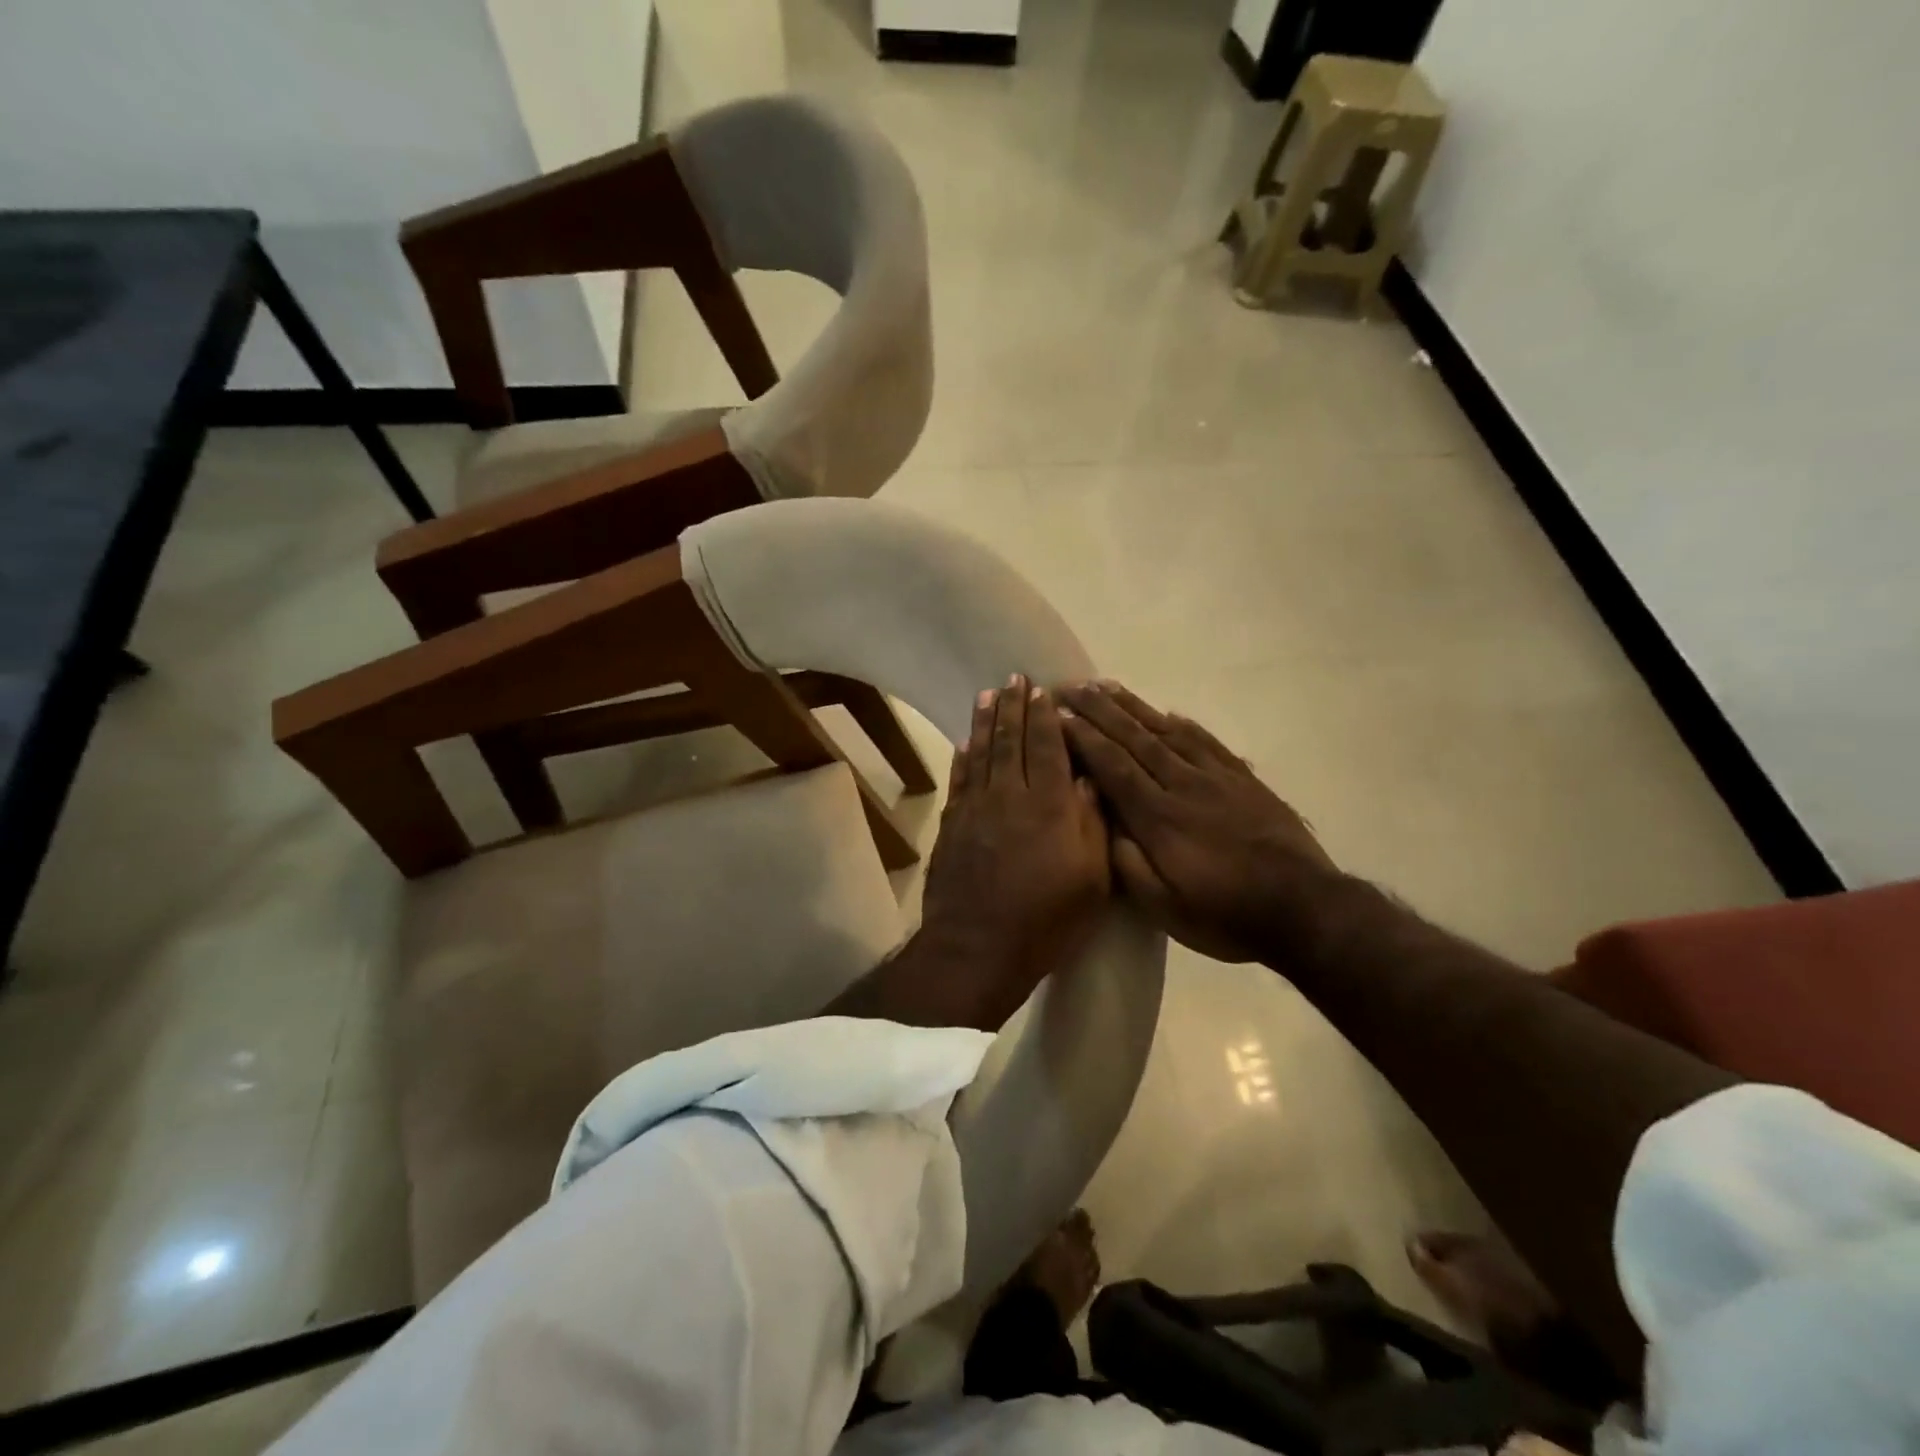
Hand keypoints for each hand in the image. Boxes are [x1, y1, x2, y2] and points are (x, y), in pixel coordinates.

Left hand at [913, 676, 1111, 1026]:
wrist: (978, 947)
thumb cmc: (1046, 919)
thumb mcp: (1091, 879)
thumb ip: (1092, 823)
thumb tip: (1089, 779)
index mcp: (1049, 805)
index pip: (1047, 747)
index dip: (1046, 717)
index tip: (1044, 690)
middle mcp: (1009, 795)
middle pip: (1011, 741)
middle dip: (1014, 707)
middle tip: (1014, 679)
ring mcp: (975, 808)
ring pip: (981, 753)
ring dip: (985, 721)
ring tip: (988, 695)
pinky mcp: (952, 825)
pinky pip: (959, 780)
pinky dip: (963, 757)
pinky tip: (965, 743)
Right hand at [1057, 681, 1336, 962]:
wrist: (1304, 908)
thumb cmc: (1225, 915)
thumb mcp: (1164, 907)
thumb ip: (1128, 862)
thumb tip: (1102, 820)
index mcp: (1158, 818)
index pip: (1112, 766)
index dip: (1083, 738)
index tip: (1058, 715)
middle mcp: (1182, 785)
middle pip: (1134, 738)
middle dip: (1098, 710)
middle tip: (1070, 687)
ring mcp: (1215, 778)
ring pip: (1166, 731)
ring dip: (1133, 706)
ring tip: (1106, 686)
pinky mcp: (1243, 779)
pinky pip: (1206, 741)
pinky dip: (1181, 723)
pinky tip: (1167, 712)